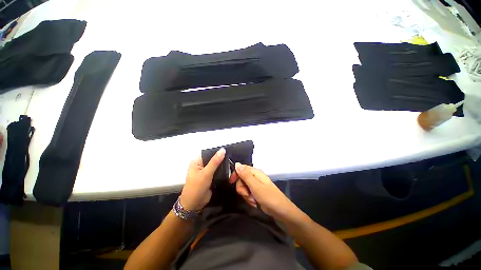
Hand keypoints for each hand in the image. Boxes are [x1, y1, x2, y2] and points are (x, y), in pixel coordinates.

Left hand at [180, 148, 225, 209]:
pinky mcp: (210, 177)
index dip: (216, 151)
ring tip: (232, 161)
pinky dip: (222, 170)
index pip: (208, 152)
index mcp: (197, 161)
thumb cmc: (197, 187)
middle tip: (231, 156)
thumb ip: (215, 161)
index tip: (227, 150)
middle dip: (221, 158)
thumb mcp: (206, 173)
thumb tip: (222, 150)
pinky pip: (217, 171)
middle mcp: (201, 165)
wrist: (194, 204)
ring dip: (222, 164)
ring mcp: (206, 172)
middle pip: (212, 158)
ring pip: (216, 165)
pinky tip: (229, 168)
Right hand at [232, 163, 298, 220]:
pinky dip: (249, 199)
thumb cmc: (269, 197)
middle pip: (241, 179)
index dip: (235, 175)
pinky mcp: (257, 192)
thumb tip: (237, 164)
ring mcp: (256, 185)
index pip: (241, 168)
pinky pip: (248, 193)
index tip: (231, 182)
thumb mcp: (255, 186)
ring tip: (253, 201)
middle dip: (242, 188)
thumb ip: (245, 175)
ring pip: (244, 187)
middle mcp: (255, 177)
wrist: (281, 211)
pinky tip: (254, 203)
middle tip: (247, 195)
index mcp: (255, 172)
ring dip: (246, 195)